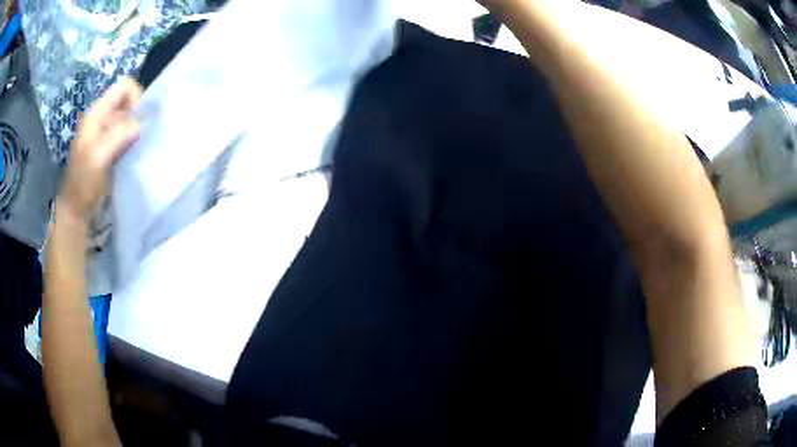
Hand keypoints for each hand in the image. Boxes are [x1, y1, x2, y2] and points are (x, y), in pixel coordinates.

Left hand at [59, 77, 141, 220]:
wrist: (77, 209)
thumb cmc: (83, 182)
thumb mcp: (97, 156)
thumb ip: (118, 134)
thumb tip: (143, 123)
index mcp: (97, 112)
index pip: (124, 86)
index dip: (135, 97)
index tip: (138, 121)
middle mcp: (104, 117)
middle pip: (130, 100)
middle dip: (138, 114)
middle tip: (139, 137)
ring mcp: (108, 133)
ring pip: (131, 118)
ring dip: (138, 128)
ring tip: (139, 146)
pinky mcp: (113, 147)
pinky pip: (130, 134)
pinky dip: (136, 140)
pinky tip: (136, 153)